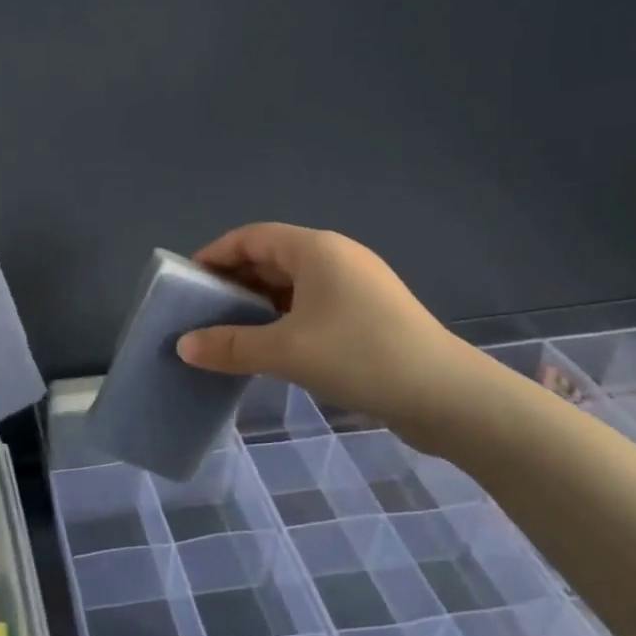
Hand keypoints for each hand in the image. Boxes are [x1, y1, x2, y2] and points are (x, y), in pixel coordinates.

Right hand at [174, 224, 491, 454]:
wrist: (452, 399)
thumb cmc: (361, 357)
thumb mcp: (286, 352)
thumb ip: (230, 345)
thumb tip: (183, 346)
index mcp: (316, 250)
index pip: (251, 237)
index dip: (215, 254)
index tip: (187, 282)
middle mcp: (336, 258)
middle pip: (271, 258)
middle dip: (233, 282)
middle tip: (202, 311)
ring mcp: (356, 286)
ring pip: (291, 285)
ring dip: (258, 304)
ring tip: (229, 332)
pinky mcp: (369, 315)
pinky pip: (311, 305)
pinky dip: (283, 319)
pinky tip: (270, 347)